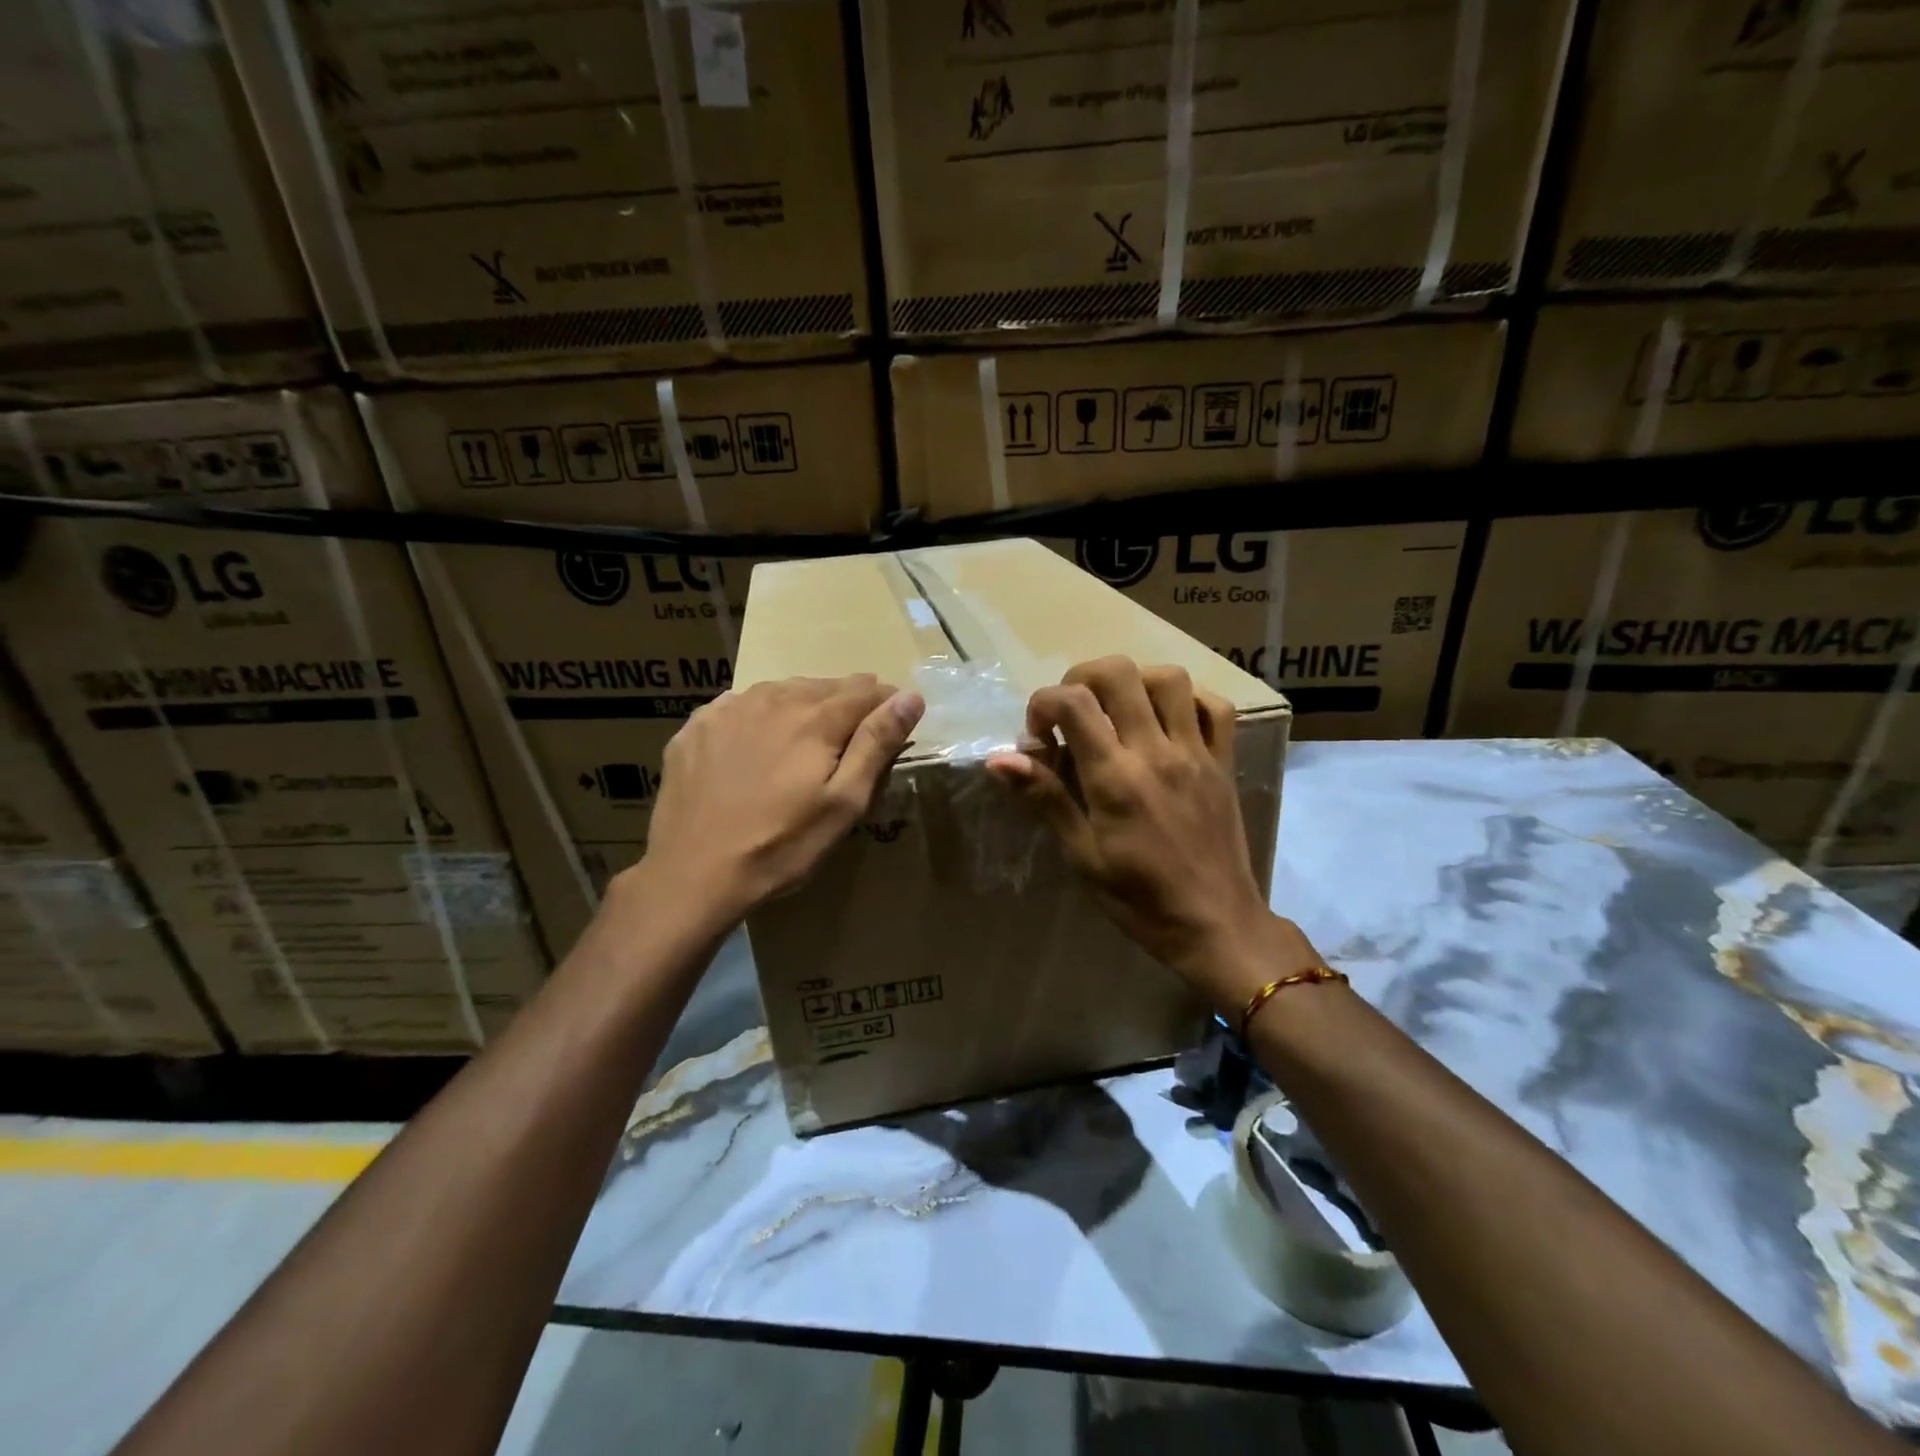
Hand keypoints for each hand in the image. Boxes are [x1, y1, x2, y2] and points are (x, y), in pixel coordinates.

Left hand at [634, 675, 924, 923]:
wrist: (693, 874)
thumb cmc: (782, 845)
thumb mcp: (844, 803)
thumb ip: (877, 743)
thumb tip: (910, 697)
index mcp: (816, 718)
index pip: (866, 689)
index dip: (887, 702)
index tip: (894, 724)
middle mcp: (773, 699)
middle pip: (824, 686)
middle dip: (846, 705)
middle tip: (850, 740)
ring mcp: (729, 708)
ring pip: (781, 691)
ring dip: (802, 706)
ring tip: (806, 741)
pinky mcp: (696, 725)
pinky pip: (740, 705)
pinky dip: (759, 716)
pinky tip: (756, 745)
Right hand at [987, 656, 1317, 1011]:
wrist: (1215, 925)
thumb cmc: (1139, 900)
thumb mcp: (1083, 856)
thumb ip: (1046, 798)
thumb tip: (999, 759)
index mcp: (1115, 778)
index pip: (1073, 702)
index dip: (1043, 703)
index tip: (1038, 735)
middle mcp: (1156, 752)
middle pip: (1119, 673)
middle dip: (1082, 678)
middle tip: (1073, 713)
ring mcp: (1196, 753)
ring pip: (1169, 678)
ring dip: (1134, 682)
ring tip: (1117, 711)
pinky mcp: (1224, 762)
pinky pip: (1215, 707)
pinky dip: (1187, 700)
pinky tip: (1167, 722)